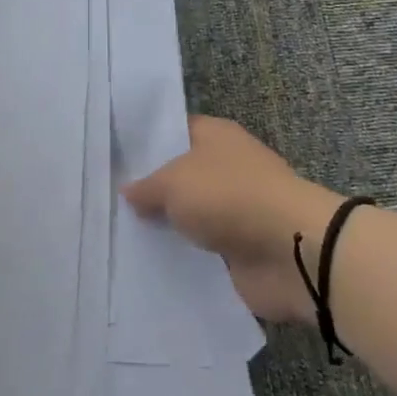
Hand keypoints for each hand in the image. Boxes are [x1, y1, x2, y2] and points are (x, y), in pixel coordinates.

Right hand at [123, 116, 343, 324]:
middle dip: (150, 190)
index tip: (112, 159)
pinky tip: (148, 264)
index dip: (145, 144)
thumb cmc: (229, 196)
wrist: (291, 250)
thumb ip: (147, 186)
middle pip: (180, 175)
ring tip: (118, 235)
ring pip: (191, 215)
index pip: (173, 131)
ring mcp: (236, 209)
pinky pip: (202, 250)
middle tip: (106, 201)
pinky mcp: (240, 248)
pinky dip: (183, 257)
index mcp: (216, 136)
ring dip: (167, 227)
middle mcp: (227, 167)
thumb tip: (128, 190)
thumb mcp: (174, 182)